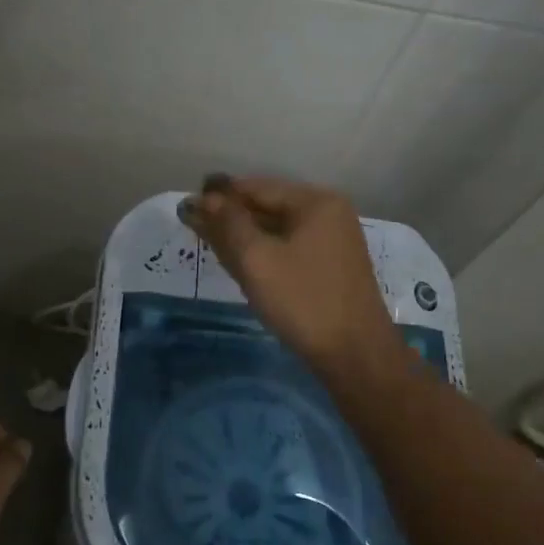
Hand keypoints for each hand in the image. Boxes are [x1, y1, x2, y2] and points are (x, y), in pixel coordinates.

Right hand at [180, 175, 403, 381]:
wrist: (356, 356)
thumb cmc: (304, 301)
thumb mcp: (258, 259)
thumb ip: (229, 224)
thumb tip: (204, 197)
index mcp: (315, 202)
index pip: (257, 188)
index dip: (220, 195)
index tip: (186, 204)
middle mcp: (327, 214)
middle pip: (267, 207)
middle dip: (230, 216)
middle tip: (191, 224)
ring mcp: (332, 242)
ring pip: (276, 230)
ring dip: (243, 235)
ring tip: (207, 239)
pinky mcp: (329, 268)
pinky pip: (288, 248)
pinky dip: (262, 251)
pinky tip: (238, 259)